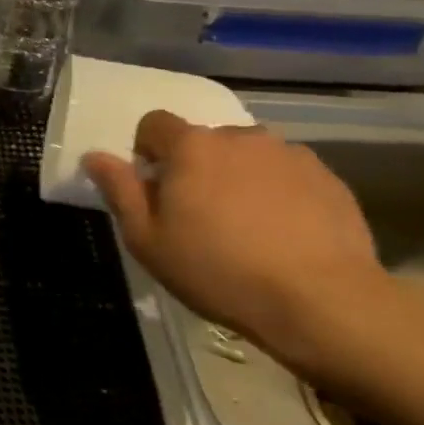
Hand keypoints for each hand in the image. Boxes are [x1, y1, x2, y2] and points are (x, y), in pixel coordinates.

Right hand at [84, 111, 387, 364]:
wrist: (321, 300)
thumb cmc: (217, 269)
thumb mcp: (147, 239)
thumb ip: (120, 191)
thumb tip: (95, 156)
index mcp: (191, 147)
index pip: (154, 123)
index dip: (147, 153)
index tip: (155, 191)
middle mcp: (241, 137)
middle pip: (203, 140)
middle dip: (194, 168)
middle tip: (197, 216)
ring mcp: (290, 154)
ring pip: (247, 156)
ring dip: (237, 178)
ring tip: (245, 226)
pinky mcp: (328, 178)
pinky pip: (286, 175)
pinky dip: (276, 194)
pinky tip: (281, 234)